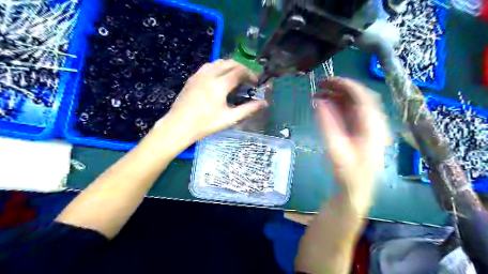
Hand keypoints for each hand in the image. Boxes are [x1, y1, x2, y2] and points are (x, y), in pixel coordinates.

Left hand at [163, 59, 270, 140]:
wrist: (179, 126)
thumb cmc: (205, 124)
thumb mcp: (229, 118)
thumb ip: (248, 109)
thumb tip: (264, 103)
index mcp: (219, 84)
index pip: (239, 71)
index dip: (250, 75)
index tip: (256, 83)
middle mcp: (209, 74)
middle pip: (229, 63)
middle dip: (241, 68)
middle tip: (247, 80)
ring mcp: (199, 75)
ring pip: (218, 62)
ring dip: (230, 66)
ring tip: (235, 78)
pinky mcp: (192, 78)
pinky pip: (208, 66)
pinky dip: (218, 68)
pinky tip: (219, 79)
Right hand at [315, 77, 390, 213]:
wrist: (355, 190)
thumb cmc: (347, 173)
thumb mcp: (335, 149)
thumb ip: (327, 124)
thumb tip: (319, 102)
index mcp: (373, 127)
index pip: (363, 97)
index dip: (347, 85)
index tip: (328, 81)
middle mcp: (374, 123)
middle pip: (359, 98)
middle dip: (340, 89)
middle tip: (320, 86)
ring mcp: (368, 127)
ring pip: (355, 104)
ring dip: (338, 97)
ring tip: (319, 94)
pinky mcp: (361, 131)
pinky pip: (351, 113)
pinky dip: (338, 106)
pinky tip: (326, 105)